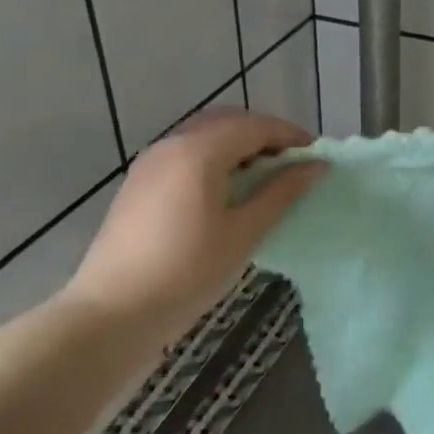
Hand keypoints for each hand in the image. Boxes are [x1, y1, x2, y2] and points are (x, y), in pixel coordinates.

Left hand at [61, 109, 323, 348]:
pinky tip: (229, 192)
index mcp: (199, 151)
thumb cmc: (189, 271)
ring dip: (240, 147)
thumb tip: (316, 166)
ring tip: (266, 180)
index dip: (291, 136)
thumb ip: (282, 192)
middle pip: (228, 123)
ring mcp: (151, 163)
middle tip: (294, 165)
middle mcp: (172, 145)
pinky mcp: (140, 184)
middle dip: (265, 136)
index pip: (255, 126)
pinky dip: (216, 160)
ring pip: (204, 136)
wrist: (115, 311)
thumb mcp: (245, 232)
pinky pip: (186, 155)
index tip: (318, 157)